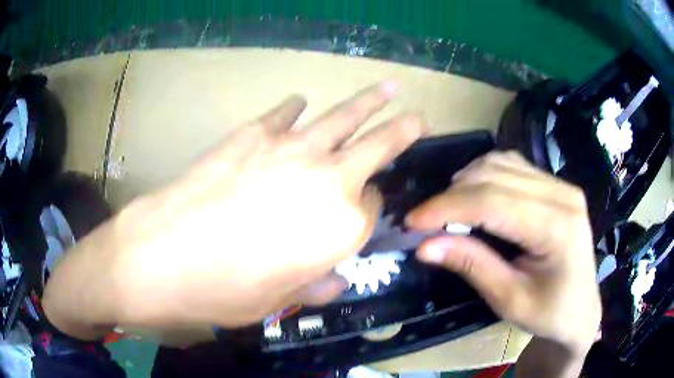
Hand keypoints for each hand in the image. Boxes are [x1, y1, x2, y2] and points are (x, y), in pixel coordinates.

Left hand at [43, 82, 426, 333]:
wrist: (162, 257)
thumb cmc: (223, 291)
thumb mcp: (278, 302)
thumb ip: (316, 285)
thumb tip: (335, 278)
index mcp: (342, 228)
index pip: (372, 208)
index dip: (367, 211)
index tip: (359, 214)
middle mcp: (328, 180)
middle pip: (377, 146)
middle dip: (403, 131)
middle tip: (418, 118)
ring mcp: (290, 149)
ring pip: (343, 117)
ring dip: (369, 101)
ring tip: (388, 89)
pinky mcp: (252, 134)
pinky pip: (284, 113)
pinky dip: (294, 107)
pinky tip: (299, 103)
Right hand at [406, 152, 600, 354]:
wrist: (581, 309)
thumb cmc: (550, 314)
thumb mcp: (509, 300)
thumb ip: (472, 266)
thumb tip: (425, 245)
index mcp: (558, 228)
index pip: (494, 202)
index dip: (448, 207)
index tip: (412, 221)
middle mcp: (563, 195)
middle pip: (496, 176)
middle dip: (452, 196)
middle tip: (424, 221)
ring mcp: (561, 185)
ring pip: (502, 163)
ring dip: (467, 182)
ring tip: (447, 210)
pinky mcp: (556, 186)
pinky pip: (513, 166)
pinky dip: (485, 175)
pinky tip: (474, 196)